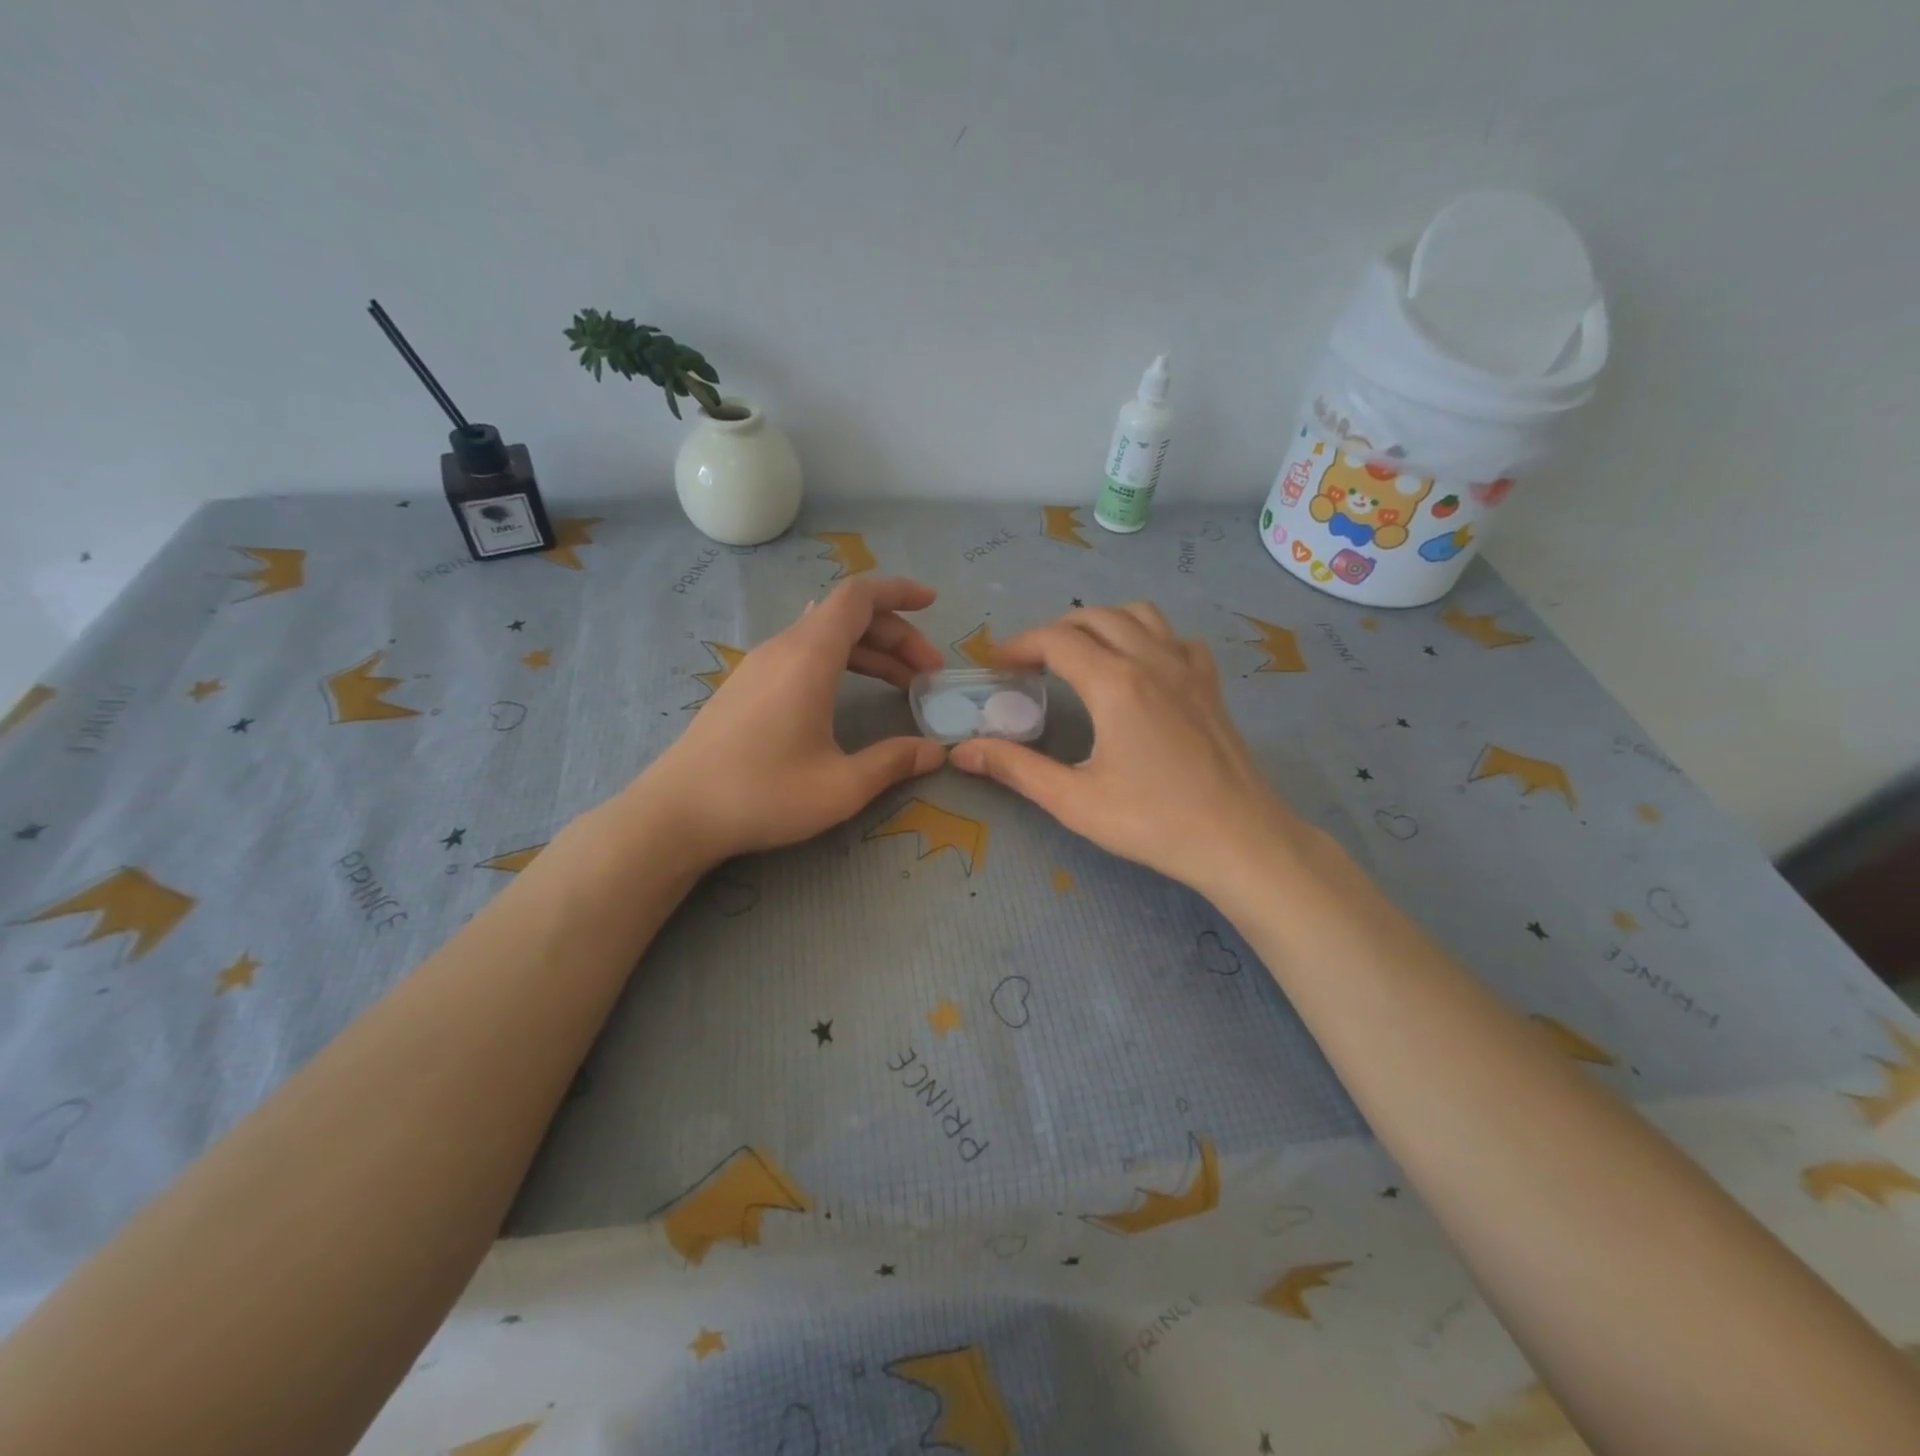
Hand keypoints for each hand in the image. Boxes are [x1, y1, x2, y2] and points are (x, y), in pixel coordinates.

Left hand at [630, 576, 947, 862]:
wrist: (676, 813)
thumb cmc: (762, 794)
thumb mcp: (841, 786)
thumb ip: (894, 762)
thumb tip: (936, 752)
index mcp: (808, 657)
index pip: (859, 598)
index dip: (899, 592)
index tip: (933, 603)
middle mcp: (782, 649)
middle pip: (847, 617)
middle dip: (895, 635)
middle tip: (928, 672)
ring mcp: (759, 666)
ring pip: (824, 637)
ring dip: (869, 652)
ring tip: (902, 685)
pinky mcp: (746, 686)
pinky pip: (803, 654)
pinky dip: (840, 662)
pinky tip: (850, 688)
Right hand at [950, 603, 1305, 894]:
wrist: (1240, 839)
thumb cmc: (1153, 821)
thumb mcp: (1074, 801)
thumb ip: (1015, 768)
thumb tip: (962, 751)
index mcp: (1115, 682)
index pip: (1056, 640)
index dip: (1019, 645)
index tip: (997, 665)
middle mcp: (1151, 659)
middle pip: (1094, 617)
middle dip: (1054, 631)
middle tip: (1030, 663)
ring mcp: (1187, 668)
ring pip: (1139, 615)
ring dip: (1102, 623)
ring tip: (1081, 654)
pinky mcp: (1211, 685)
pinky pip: (1175, 638)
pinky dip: (1148, 637)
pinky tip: (1141, 667)